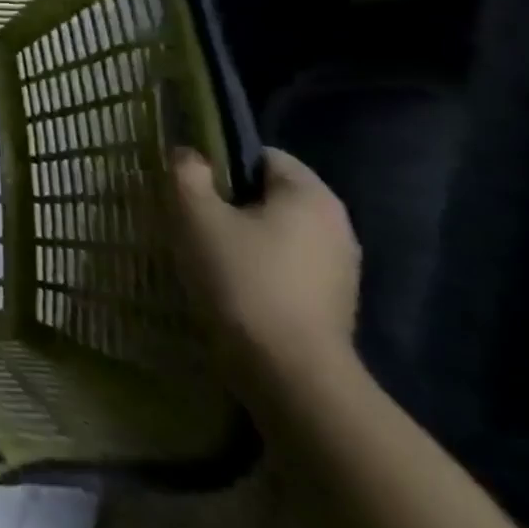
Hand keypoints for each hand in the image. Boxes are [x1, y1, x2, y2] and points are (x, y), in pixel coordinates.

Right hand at [168, 146, 360, 401]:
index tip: (188, 185)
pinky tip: (228, 285)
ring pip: (277, 232)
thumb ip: (187, 173)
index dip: (220, 161)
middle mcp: (336, 224)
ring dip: (241, 236)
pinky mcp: (332, 302)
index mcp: (309, 194)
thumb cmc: (241, 278)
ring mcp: (340, 267)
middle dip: (228, 201)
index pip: (261, 155)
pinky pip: (286, 265)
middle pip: (269, 194)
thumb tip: (189, 155)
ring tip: (202, 253)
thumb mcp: (195, 215)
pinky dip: (258, 267)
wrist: (290, 373)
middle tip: (188, 217)